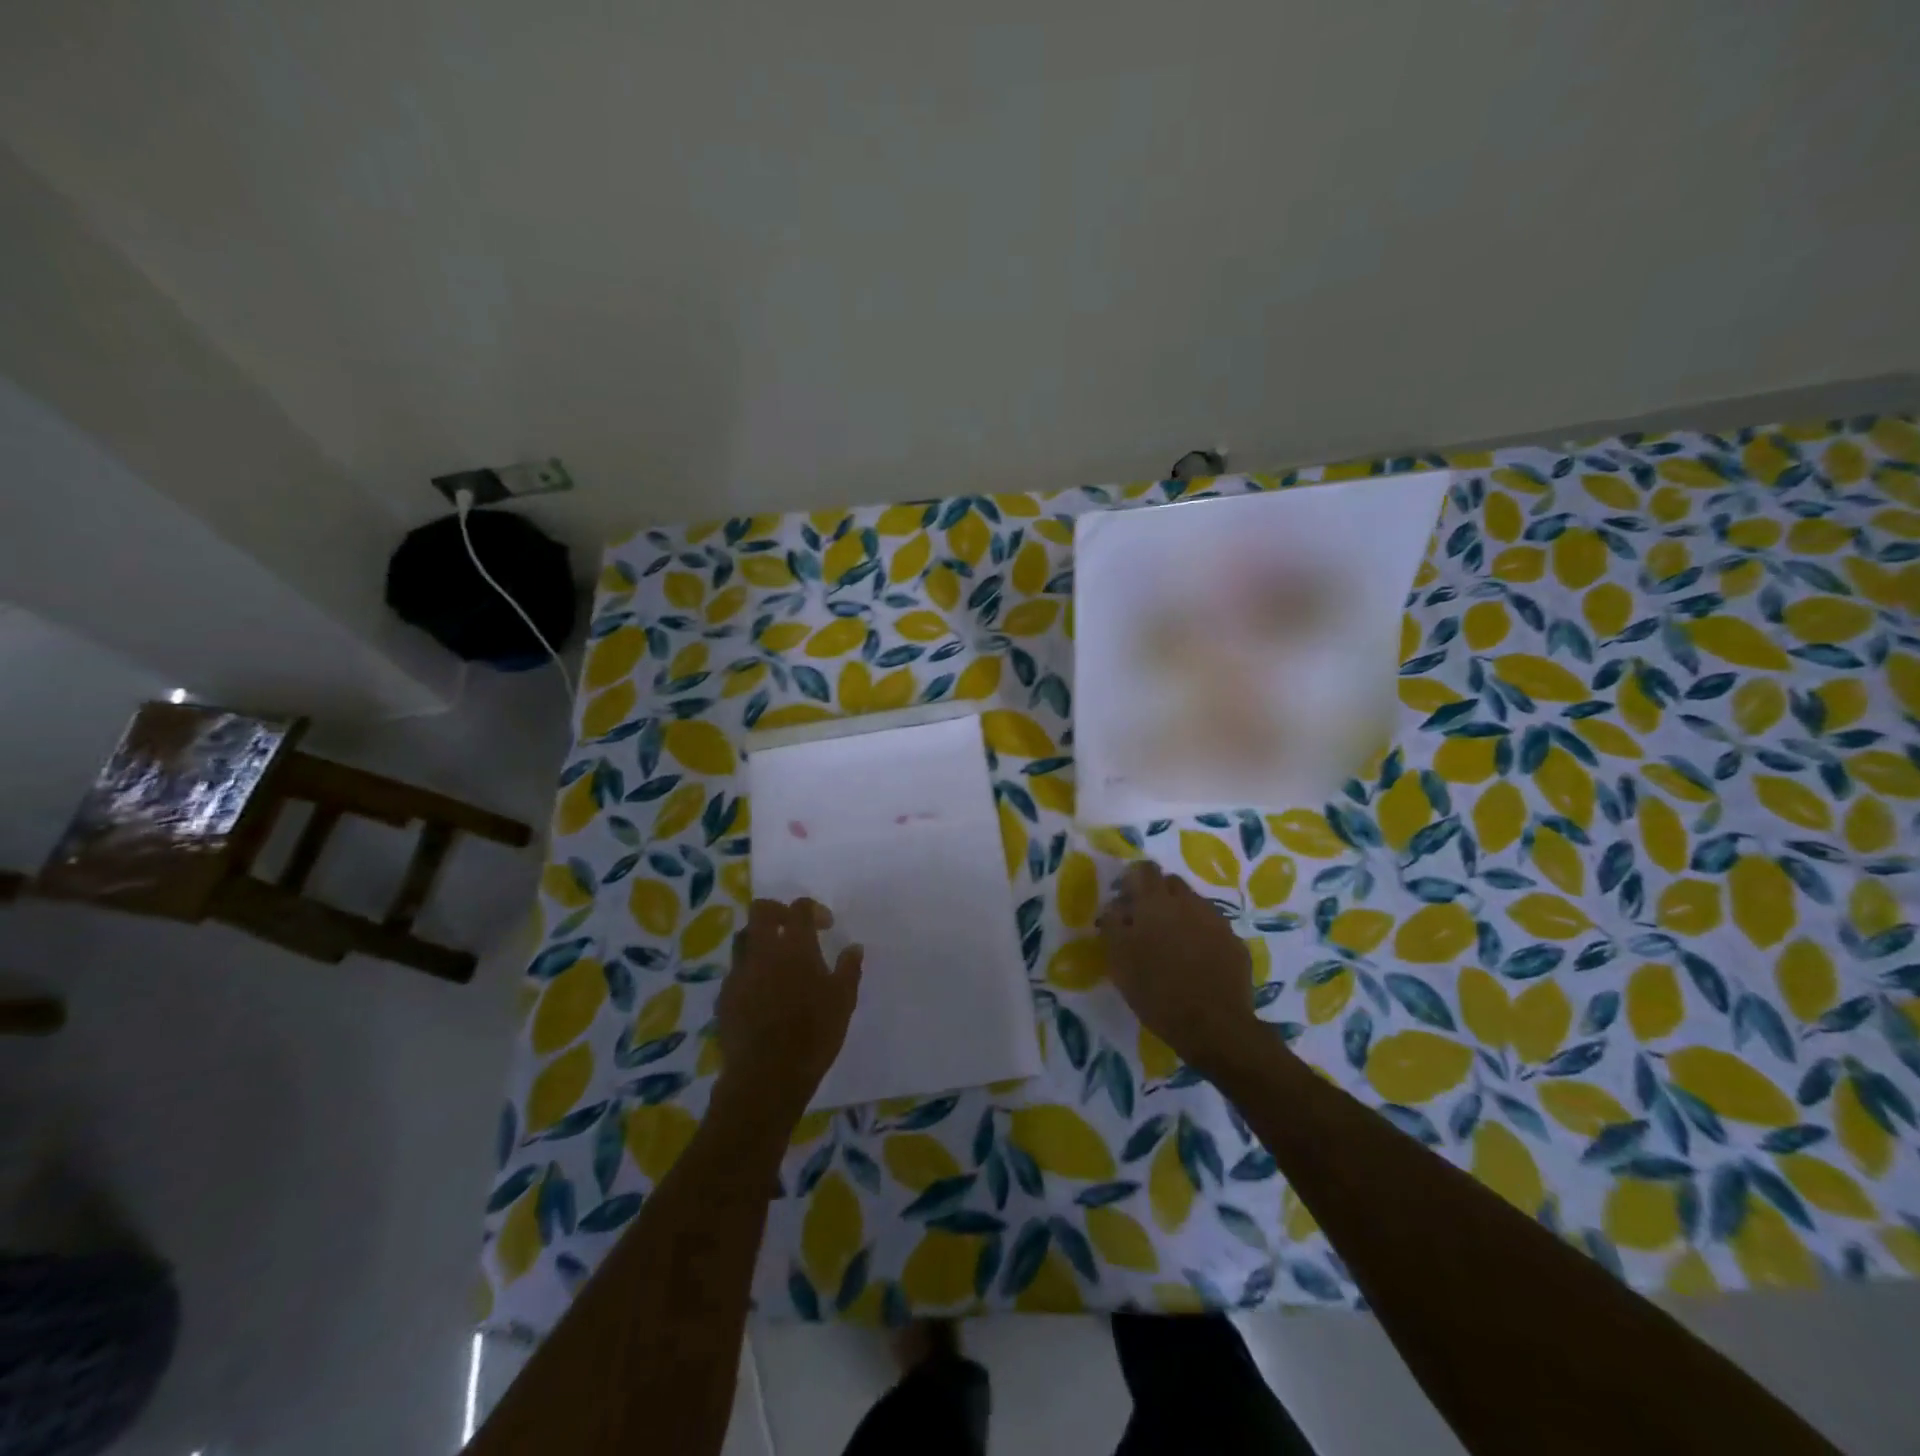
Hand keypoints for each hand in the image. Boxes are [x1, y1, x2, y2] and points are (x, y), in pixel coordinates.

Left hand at [715, 898, 862, 1130]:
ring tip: (776, 959)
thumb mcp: (843, 1000)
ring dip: (760, 939)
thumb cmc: (813, 1034)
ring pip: (743, 938)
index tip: (825, 926)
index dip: (813, 909)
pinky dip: (750, 971)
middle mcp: (763, 950)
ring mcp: (739, 972)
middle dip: (778, 912)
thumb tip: (854, 947)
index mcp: (795, 946)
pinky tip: (762, 991)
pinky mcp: (724, 996)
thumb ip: (849, 969)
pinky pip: (736, 971)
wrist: (766, 1075)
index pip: (799, 908)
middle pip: (761, 910)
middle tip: (793, 928)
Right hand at [1098, 861, 1263, 1075]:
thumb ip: (1112, 924)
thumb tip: (1115, 906)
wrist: (1215, 1026)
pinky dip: (1202, 936)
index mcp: (1155, 902)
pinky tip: (1197, 961)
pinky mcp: (1235, 942)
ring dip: (1181, 915)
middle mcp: (1189, 902)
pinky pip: (1213, 928)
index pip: (1144, 869)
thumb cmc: (1157, 992)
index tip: (1125, 901)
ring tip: (1173, 945)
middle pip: (1171, 883)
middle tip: (1147, 924)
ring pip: (1194, 904)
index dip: (1133, 880)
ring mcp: (1216, 920)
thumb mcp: (1119, 960)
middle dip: (1158, 895)